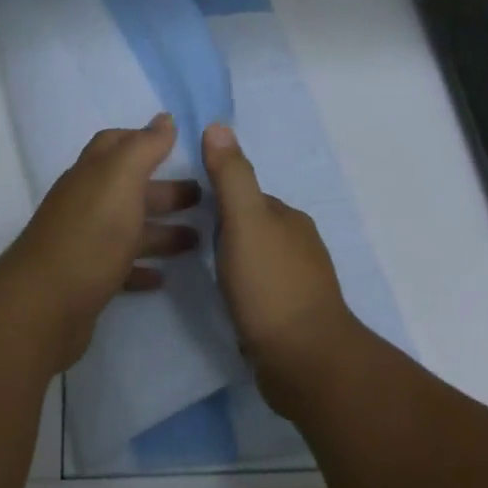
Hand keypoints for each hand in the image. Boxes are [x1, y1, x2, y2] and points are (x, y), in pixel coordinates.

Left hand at [1, 114, 200, 368]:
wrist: (46, 304)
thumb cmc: (91, 234)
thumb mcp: (120, 179)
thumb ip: (143, 147)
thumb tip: (163, 118)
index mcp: (92, 175)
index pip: (115, 144)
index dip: (144, 140)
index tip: (179, 146)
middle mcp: (85, 204)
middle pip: (128, 189)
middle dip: (164, 190)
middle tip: (204, 198)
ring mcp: (84, 243)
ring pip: (128, 229)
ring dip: (162, 231)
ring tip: (198, 240)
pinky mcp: (87, 281)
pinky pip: (120, 268)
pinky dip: (142, 268)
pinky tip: (163, 277)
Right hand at [203, 122, 359, 410]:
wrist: (305, 361)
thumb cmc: (270, 286)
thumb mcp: (244, 222)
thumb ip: (231, 177)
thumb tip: (218, 125)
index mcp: (288, 218)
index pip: (244, 196)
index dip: (215, 199)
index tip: (183, 210)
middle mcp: (298, 244)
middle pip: (250, 226)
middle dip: (222, 230)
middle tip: (185, 242)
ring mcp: (299, 281)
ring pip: (256, 258)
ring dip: (232, 261)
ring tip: (201, 272)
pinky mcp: (293, 314)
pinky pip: (260, 289)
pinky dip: (243, 289)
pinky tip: (228, 302)